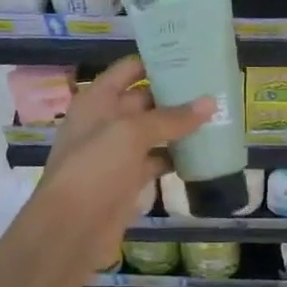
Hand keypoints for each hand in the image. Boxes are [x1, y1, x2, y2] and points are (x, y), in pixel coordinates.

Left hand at [33, 57, 213, 275]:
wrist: (70, 231)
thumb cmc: (95, 168)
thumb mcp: (131, 134)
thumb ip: (171, 117)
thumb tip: (210, 102)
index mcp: (97, 100)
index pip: (130, 70)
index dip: (157, 61)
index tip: (193, 56)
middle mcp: (106, 121)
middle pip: (144, 99)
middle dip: (175, 94)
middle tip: (214, 86)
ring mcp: (116, 152)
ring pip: (153, 131)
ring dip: (179, 126)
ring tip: (216, 115)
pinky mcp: (127, 180)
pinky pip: (156, 160)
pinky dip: (176, 156)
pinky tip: (203, 152)